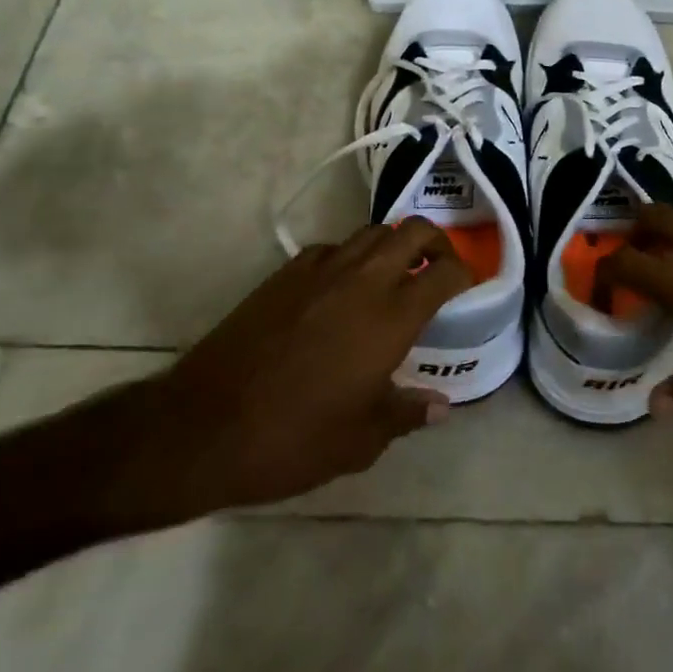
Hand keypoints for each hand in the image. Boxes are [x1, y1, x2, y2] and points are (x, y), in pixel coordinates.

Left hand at [101, 219, 473, 527]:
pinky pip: (332, 248)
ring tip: (395, 273)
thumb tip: (439, 406)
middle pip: (412, 231)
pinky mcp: (286, 273)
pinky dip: (350, 256)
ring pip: (371, 232)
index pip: (444, 272)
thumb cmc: (292, 439)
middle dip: (436, 241)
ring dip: (393, 244)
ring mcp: (321, 270)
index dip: (464, 272)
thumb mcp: (360, 440)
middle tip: (439, 266)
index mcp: (390, 317)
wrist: (204, 426)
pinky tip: (342, 288)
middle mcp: (362, 280)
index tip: (468, 285)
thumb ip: (406, 414)